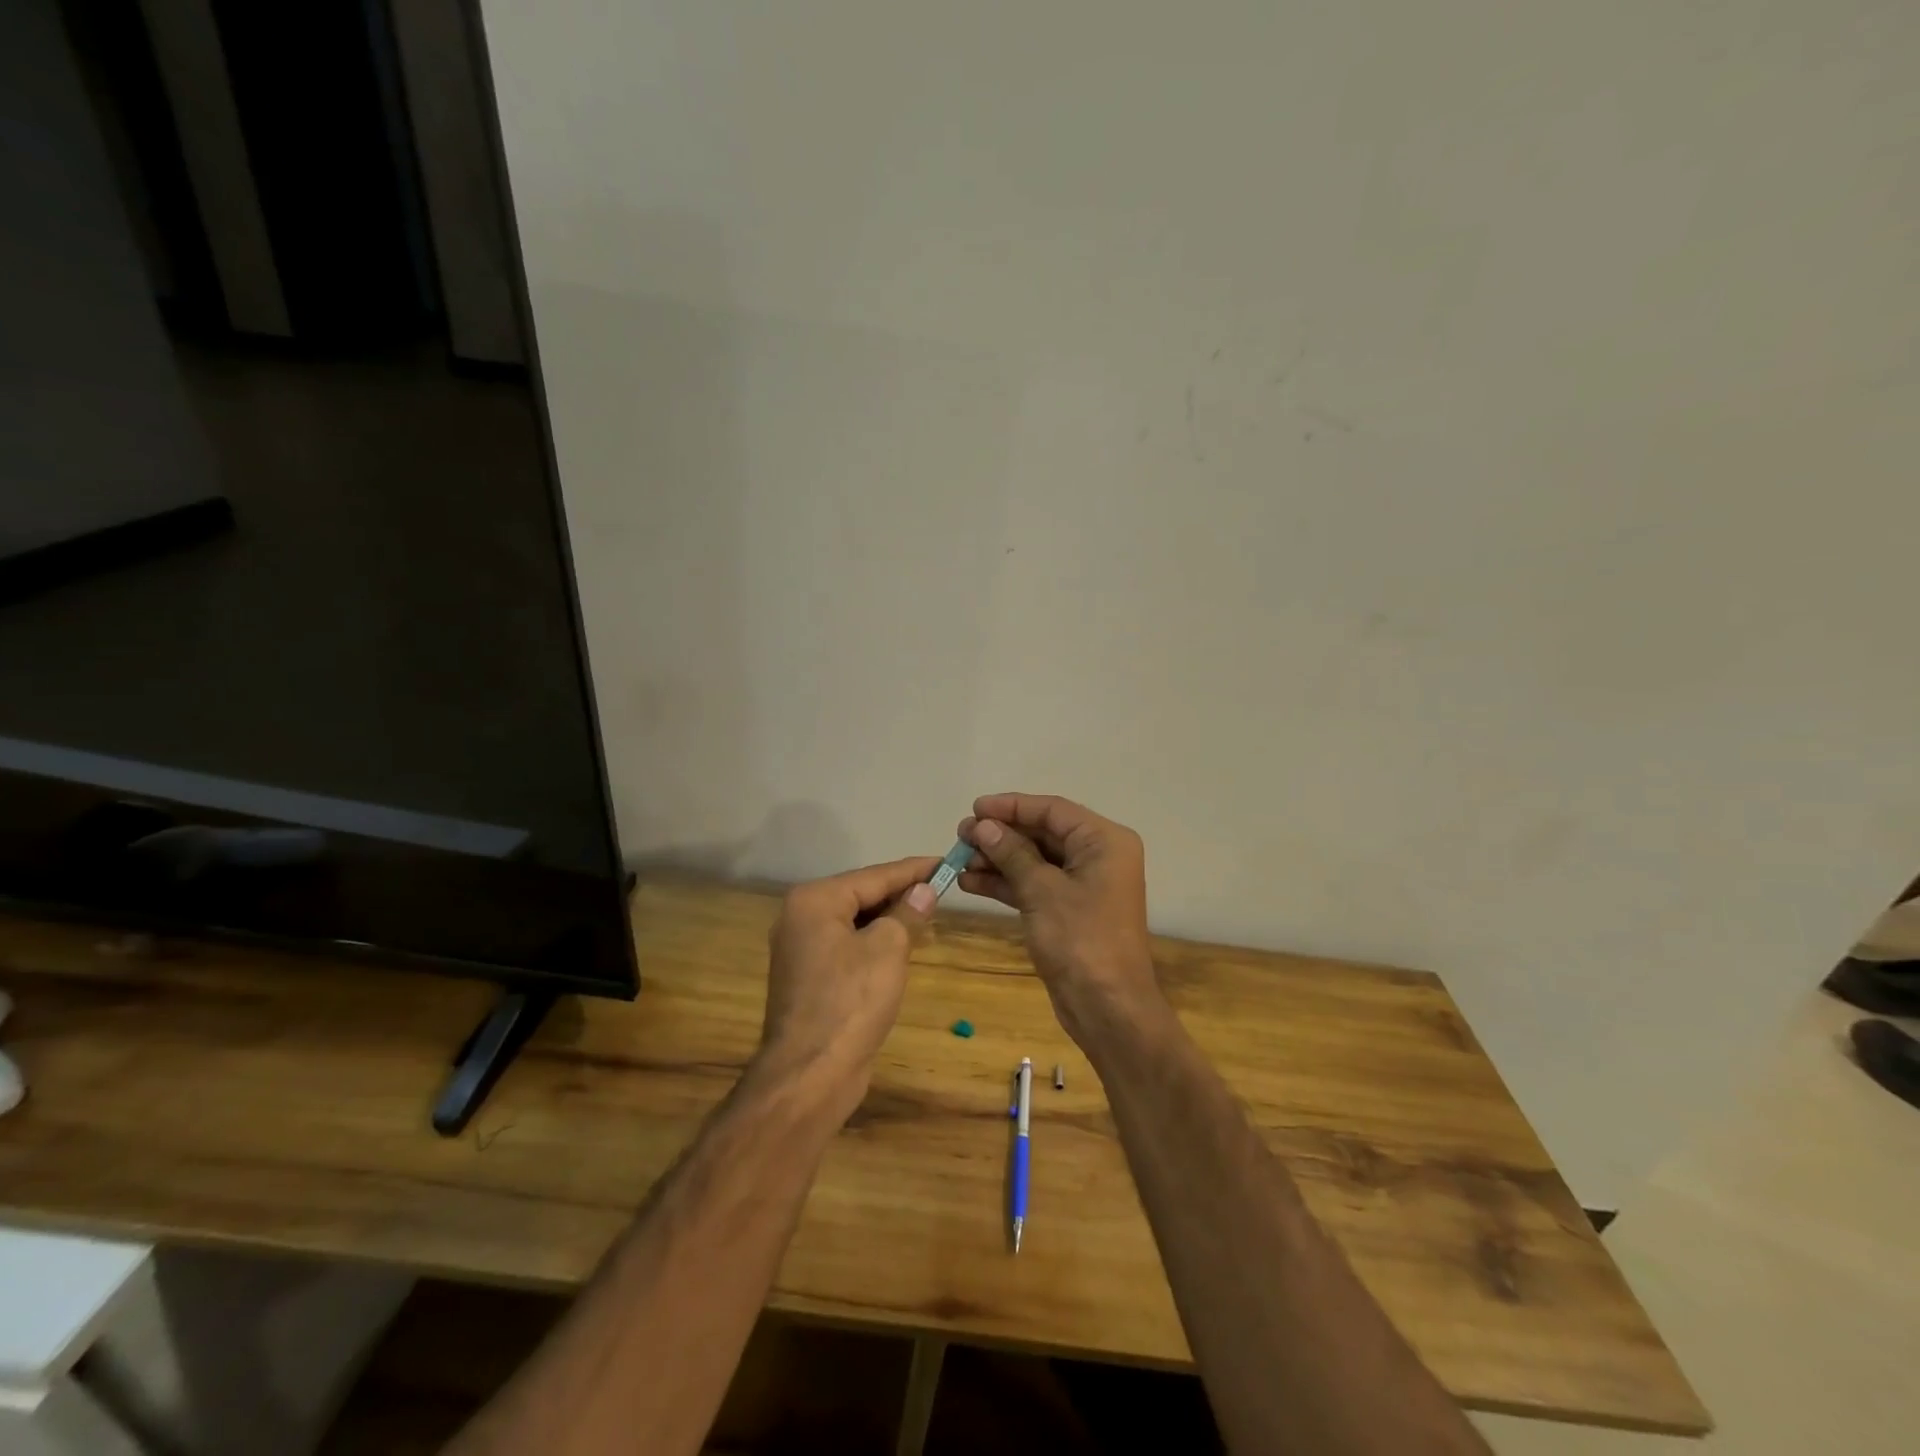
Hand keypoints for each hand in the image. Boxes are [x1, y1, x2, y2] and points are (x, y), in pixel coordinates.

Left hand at [757, 856, 939, 1116]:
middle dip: (901, 893)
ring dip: (890, 918)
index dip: (914, 869)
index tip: (946, 861)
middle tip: (942, 887)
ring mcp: (801, 949)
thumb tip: (924, 890)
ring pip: (856, 922)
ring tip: (928, 912)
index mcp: (815, 900)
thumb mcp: (888, 948)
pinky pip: (848, 946)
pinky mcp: (809, 977)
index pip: (874, 875)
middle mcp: (801, 917)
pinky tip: (901, 946)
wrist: (810, 1075)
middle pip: (861, 895)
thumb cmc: (851, 1001)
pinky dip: (874, 942)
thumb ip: (908, 912)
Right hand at [958, 794, 1166, 1048]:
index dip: (1011, 806)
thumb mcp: (1042, 890)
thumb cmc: (1080, 940)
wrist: (1107, 1008)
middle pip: (1043, 833)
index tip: (974, 808)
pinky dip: (1006, 883)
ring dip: (998, 859)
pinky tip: (971, 882)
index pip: (1053, 810)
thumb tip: (984, 826)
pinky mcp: (1069, 911)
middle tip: (961, 835)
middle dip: (1001, 835)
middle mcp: (1098, 857)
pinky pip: (1035, 885)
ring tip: (958, 859)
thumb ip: (1012, 853)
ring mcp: (1084, 886)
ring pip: (1035, 861)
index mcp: (1104, 841)